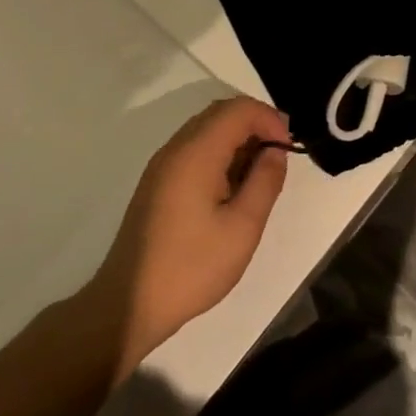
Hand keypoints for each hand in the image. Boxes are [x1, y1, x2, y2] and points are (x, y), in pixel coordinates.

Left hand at [92, 96, 291, 377]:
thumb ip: (265, 181)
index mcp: (196, 153)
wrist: (127, 305)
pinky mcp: (157, 182)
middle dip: (256, 123)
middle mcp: (176, 148)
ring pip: (207, 128)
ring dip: (238, 138)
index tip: (287, 149)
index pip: (239, 109)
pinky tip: (232, 185)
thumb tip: (276, 151)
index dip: (269, 119)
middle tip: (279, 154)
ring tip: (260, 171)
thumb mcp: (242, 228)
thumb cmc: (191, 267)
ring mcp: (162, 165)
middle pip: (222, 112)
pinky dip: (220, 152)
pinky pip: (194, 148)